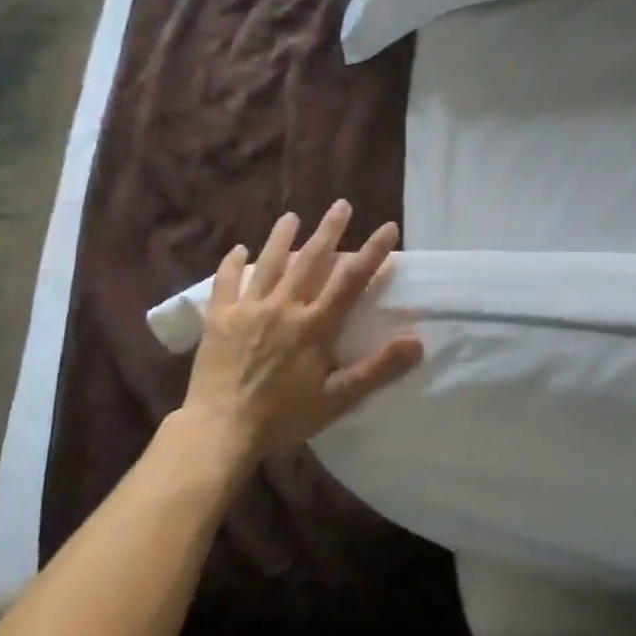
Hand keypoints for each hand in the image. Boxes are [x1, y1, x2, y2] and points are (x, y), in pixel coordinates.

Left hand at [181, 201, 422, 474]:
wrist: (221, 430)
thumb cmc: (283, 417)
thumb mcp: (338, 398)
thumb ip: (377, 368)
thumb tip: (416, 341)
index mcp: (314, 326)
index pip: (350, 280)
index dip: (372, 252)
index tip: (388, 228)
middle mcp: (283, 308)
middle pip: (310, 260)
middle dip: (329, 231)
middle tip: (341, 205)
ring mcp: (248, 310)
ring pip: (268, 264)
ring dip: (281, 237)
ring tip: (291, 216)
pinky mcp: (219, 319)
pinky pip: (226, 283)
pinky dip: (232, 264)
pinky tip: (238, 250)